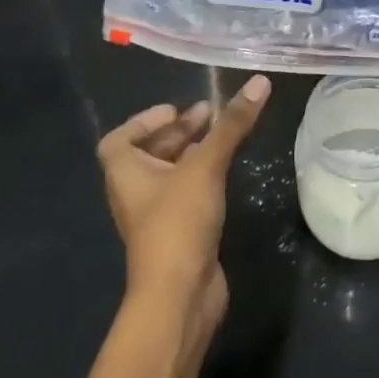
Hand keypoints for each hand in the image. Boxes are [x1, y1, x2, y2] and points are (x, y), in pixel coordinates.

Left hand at [97, 75, 270, 342]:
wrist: (180, 296)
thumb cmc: (178, 223)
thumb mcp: (205, 166)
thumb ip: (231, 125)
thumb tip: (259, 81)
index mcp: (125, 173)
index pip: (120, 139)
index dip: (144, 121)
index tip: (176, 110)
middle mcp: (135, 192)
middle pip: (150, 153)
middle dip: (179, 132)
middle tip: (211, 114)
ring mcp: (156, 216)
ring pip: (171, 174)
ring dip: (193, 153)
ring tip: (224, 136)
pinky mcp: (179, 233)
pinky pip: (186, 194)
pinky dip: (202, 177)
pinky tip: (227, 172)